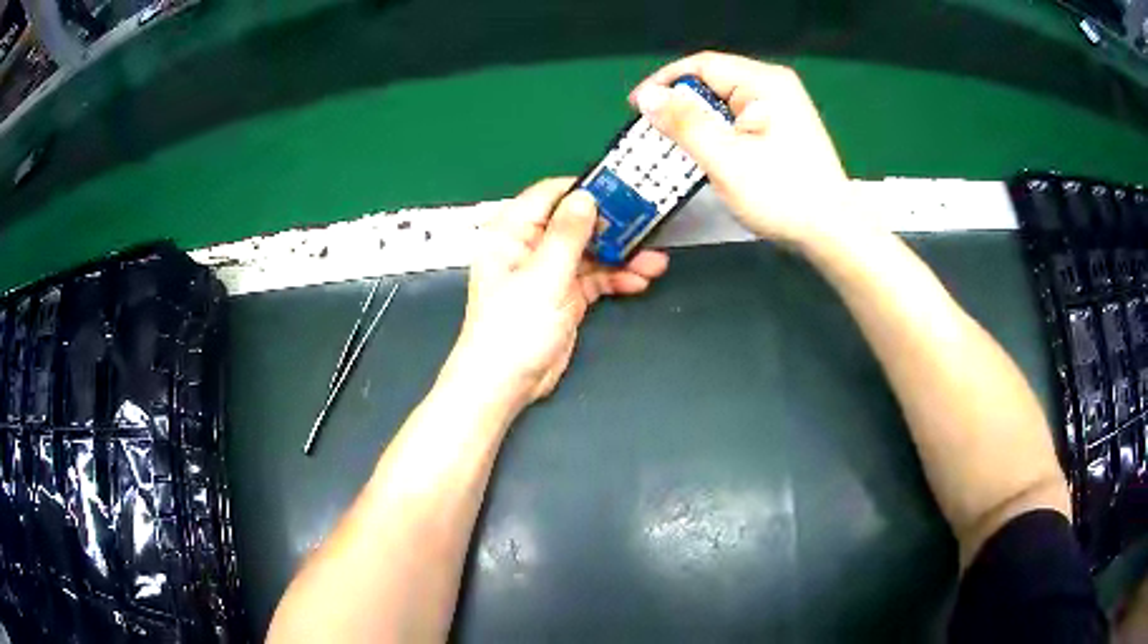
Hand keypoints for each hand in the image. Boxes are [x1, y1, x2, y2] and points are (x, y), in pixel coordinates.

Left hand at [440, 178, 668, 413]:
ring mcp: (549, 272)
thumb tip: (586, 197)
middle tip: (646, 224)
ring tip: (653, 260)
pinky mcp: (565, 295)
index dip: (584, 190)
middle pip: (576, 224)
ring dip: (622, 255)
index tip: (620, 188)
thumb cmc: (510, 330)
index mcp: (512, 233)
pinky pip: (595, 278)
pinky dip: (617, 278)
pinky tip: (639, 280)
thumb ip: (567, 235)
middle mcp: (530, 247)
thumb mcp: (543, 277)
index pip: (550, 196)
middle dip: (612, 226)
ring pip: (591, 252)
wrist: (506, 384)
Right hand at [630, 52, 850, 244]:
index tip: (636, 108)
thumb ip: (684, 123)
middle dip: (680, 106)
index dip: (664, 83)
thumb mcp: (726, 158)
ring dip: (696, 122)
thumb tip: (647, 96)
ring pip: (724, 103)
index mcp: (764, 83)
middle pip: (713, 82)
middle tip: (652, 132)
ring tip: (672, 146)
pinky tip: (705, 154)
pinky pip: (738, 119)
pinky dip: (717, 133)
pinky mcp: (783, 129)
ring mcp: (782, 107)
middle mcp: (774, 86)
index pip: (702, 65)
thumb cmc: (782, 195)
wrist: (832, 233)